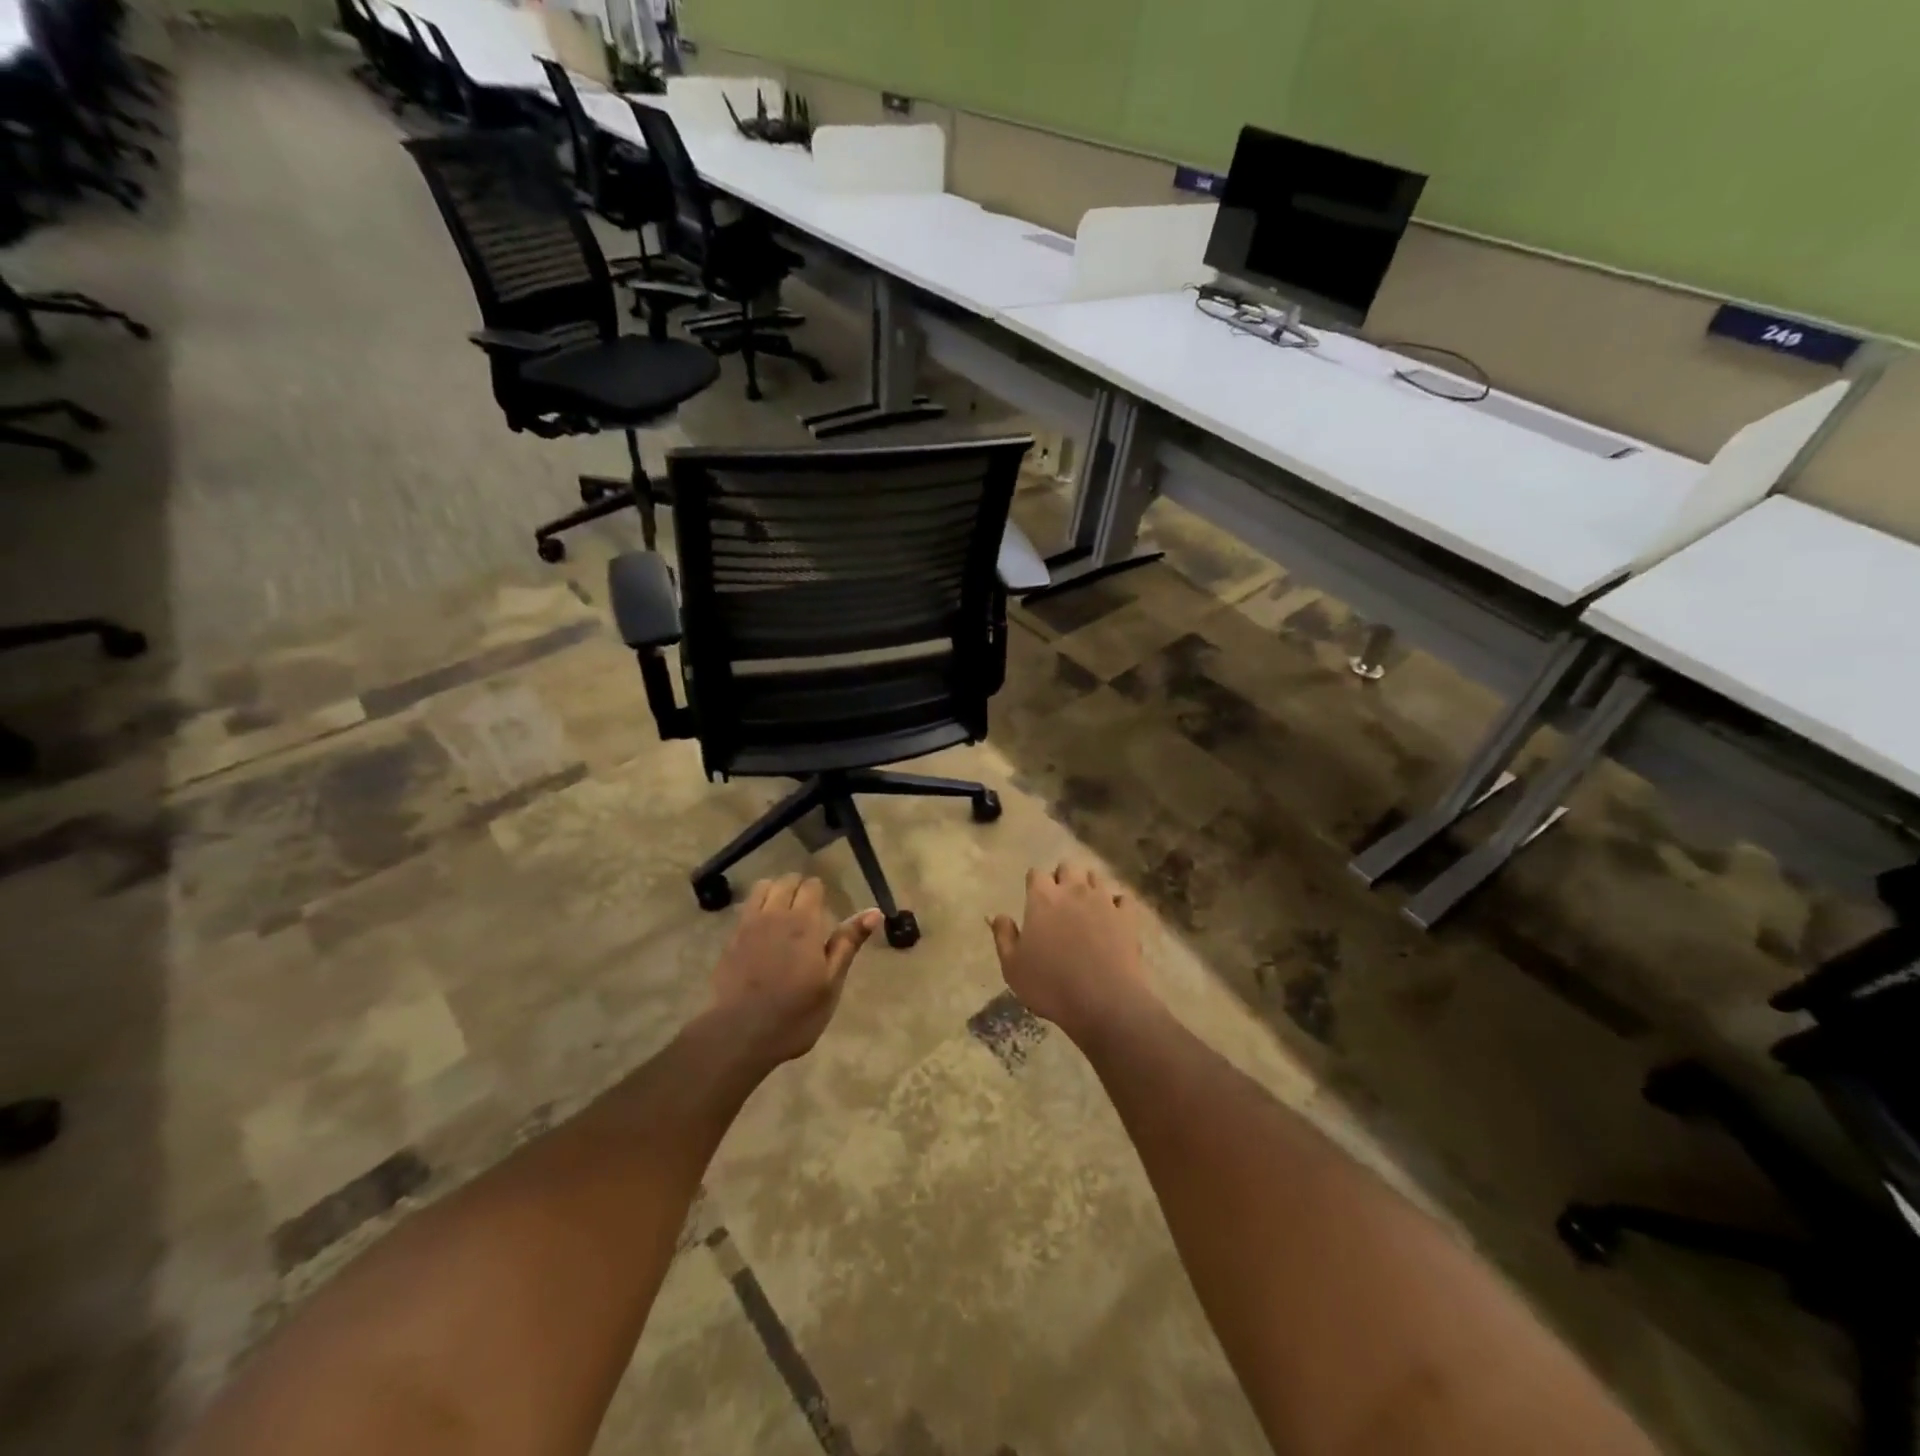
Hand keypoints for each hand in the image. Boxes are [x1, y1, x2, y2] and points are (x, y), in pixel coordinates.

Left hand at [707, 875, 881, 1067]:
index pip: (812, 886)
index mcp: (803, 923)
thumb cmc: (795, 1014)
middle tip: (808, 909)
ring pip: (763, 888)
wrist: (739, 1035)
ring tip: (783, 911)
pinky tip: (762, 928)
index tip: (825, 907)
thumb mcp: (831, 982)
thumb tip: (875, 912)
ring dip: (775, 891)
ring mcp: (748, 925)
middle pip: (786, 881)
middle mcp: (774, 915)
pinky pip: (745, 908)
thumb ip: (848, 943)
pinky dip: (757, 906)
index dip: (820, 892)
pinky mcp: (730, 940)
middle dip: (798, 887)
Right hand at [989, 863, 1155, 1041]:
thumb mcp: (1012, 966)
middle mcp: (1073, 890)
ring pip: (1096, 878)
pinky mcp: (1128, 916)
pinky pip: (1123, 898)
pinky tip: (1113, 918)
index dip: (1034, 884)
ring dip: (1089, 886)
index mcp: (1042, 899)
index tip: (1034, 899)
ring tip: (1086, 907)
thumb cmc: (1050, 985)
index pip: (1036, 874)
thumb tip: (998, 915)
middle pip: (1068, 867)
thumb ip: (1004, 936)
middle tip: (1059, 901)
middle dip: (1062, 878)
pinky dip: (1117, 904)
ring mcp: (1104, 901)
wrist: (1104, 1002)